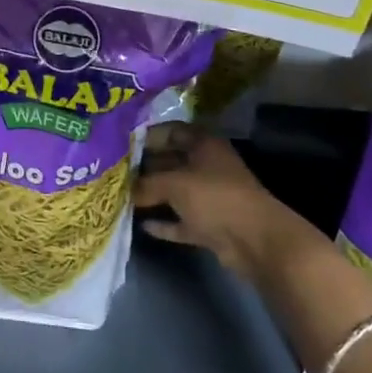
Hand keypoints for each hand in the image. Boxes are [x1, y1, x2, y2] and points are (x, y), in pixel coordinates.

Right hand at [133, 122, 313, 278]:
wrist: (256, 241)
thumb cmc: (215, 198)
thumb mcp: (174, 184)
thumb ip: (146, 184)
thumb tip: (124, 189)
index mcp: (204, 145)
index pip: (171, 131)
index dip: (147, 136)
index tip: (120, 144)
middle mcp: (208, 166)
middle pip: (171, 161)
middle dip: (145, 167)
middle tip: (115, 173)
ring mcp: (211, 197)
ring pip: (176, 192)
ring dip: (153, 196)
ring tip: (122, 197)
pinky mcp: (211, 224)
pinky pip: (182, 220)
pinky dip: (166, 223)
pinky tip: (142, 225)